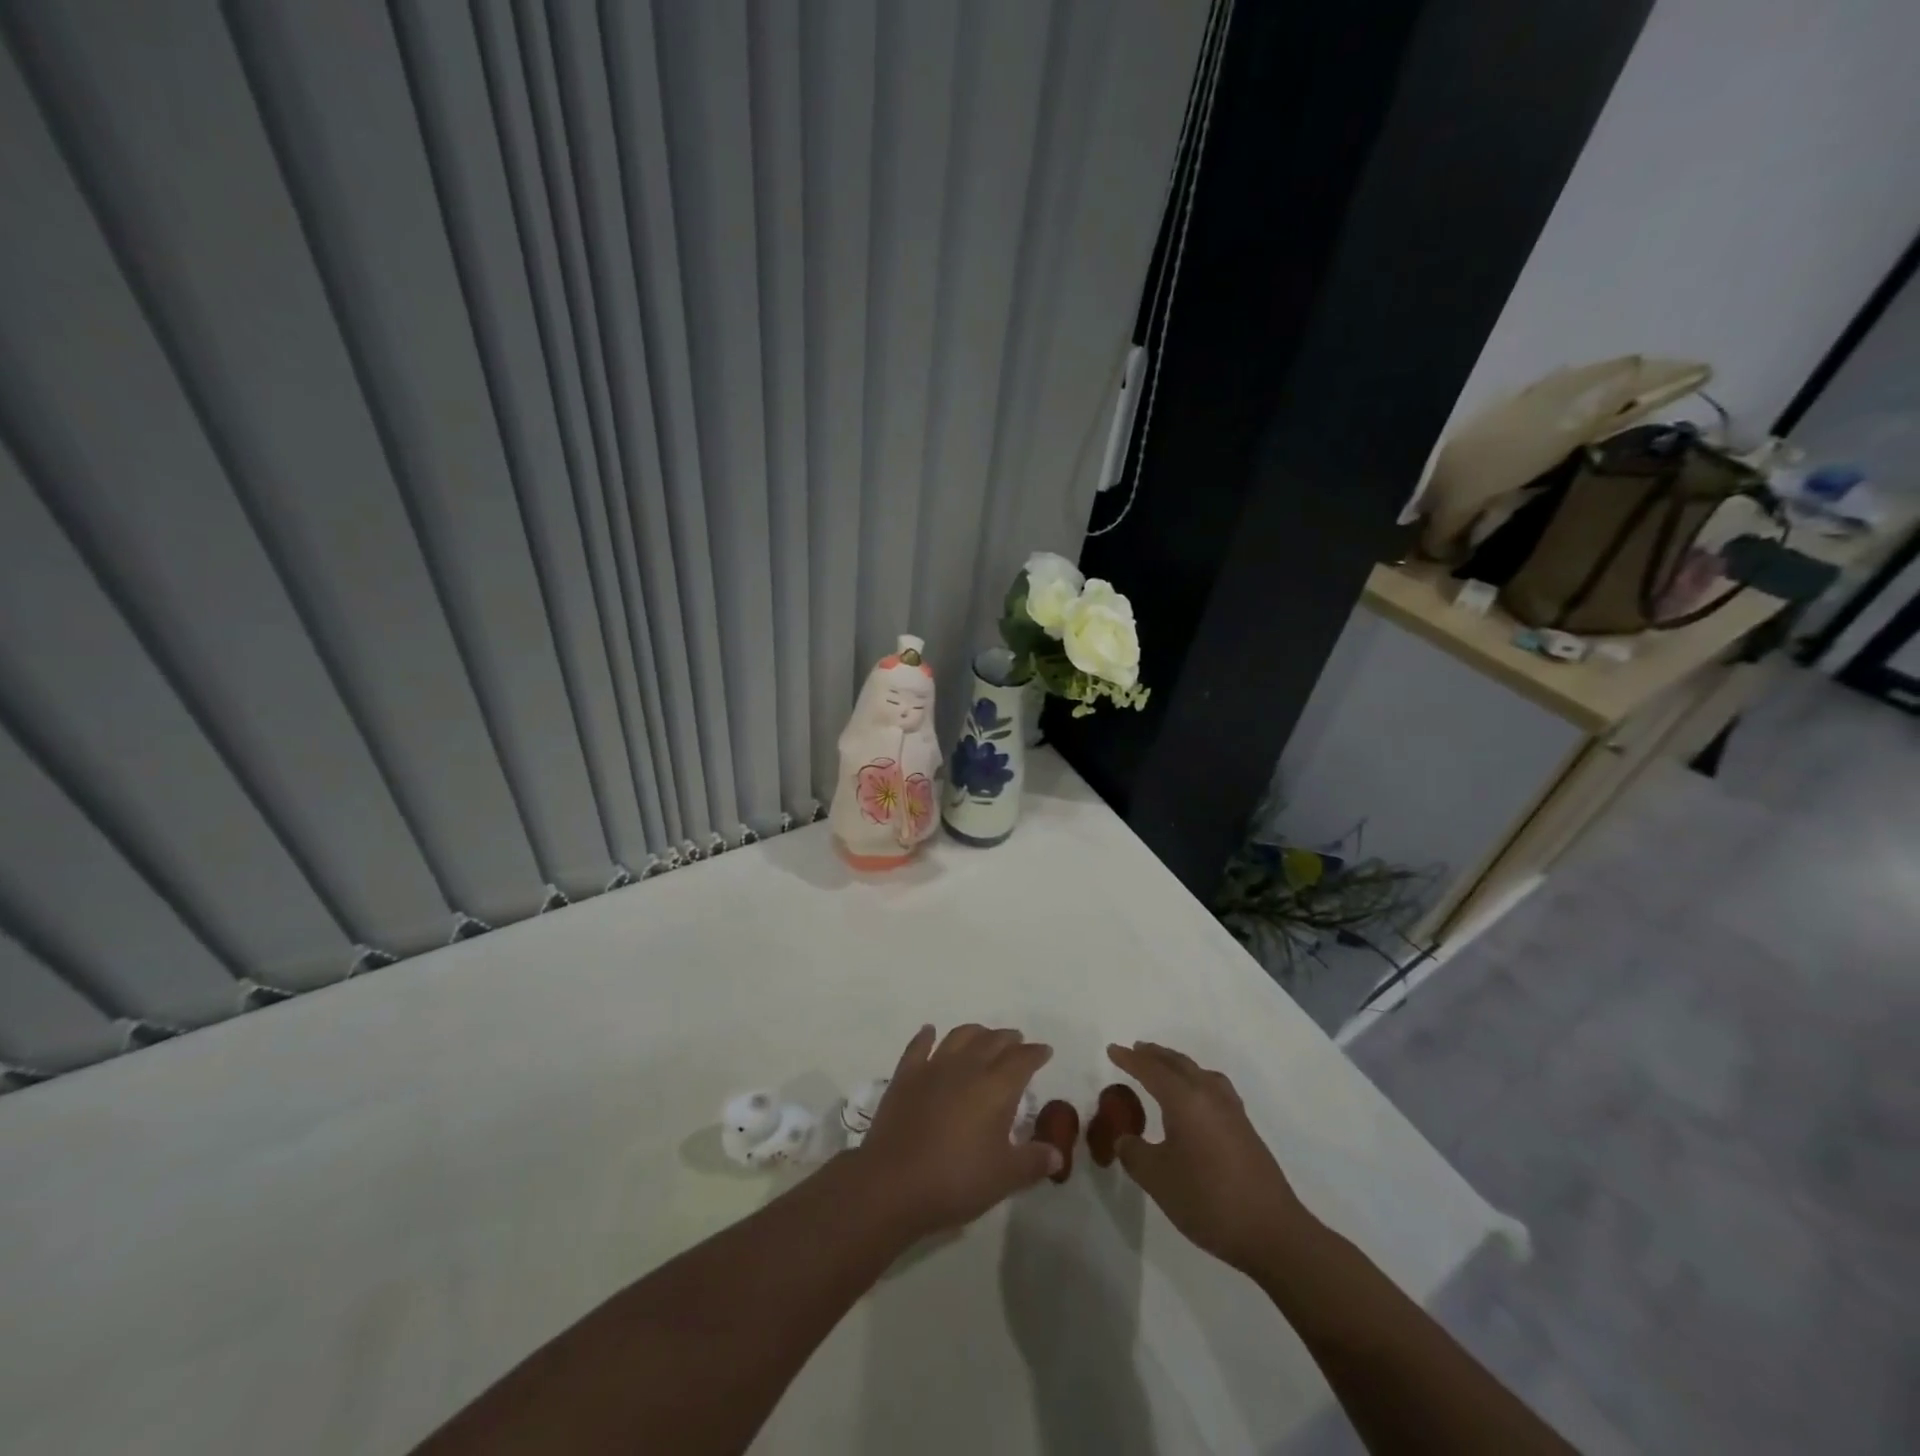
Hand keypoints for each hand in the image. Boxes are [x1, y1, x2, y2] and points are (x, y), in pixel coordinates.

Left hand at [856, 1025, 1058, 1239]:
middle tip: (1017, 1041)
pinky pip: (919, 1046)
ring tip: (983, 1035)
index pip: (1022, 1060)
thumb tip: (1057, 1153)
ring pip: (959, 1036)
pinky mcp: (905, 1075)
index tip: (1044, 1051)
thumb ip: (1034, 1161)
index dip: (1036, 1053)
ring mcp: (933, 1067)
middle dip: (1008, 1039)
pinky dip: (927, 1036)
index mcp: (996, 1087)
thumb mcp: (1005, 1177)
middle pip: (992, 1041)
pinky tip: (930, 1031)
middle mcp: (967, 1067)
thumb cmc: (956, 1180)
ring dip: (976, 1032)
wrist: (893, 1183)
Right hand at [1107, 1042, 1315, 1274]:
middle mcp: (1209, 1095)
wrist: (1272, 1232)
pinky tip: (1196, 1099)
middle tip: (1136, 1050)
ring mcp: (1232, 1111)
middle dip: (1155, 1055)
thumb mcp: (1158, 1179)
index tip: (1112, 1049)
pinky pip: (1213, 1087)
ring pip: (1199, 1073)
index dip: (1129, 1059)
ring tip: (1164, 1068)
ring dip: (1177, 1065)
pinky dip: (1196, 1081)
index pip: (1151, 1070)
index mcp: (1185, 1100)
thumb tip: (1125, 1139)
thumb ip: (1134, 1153)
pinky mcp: (1245, 1129)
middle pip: (1178, 1064)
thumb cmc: (1208, 1200)